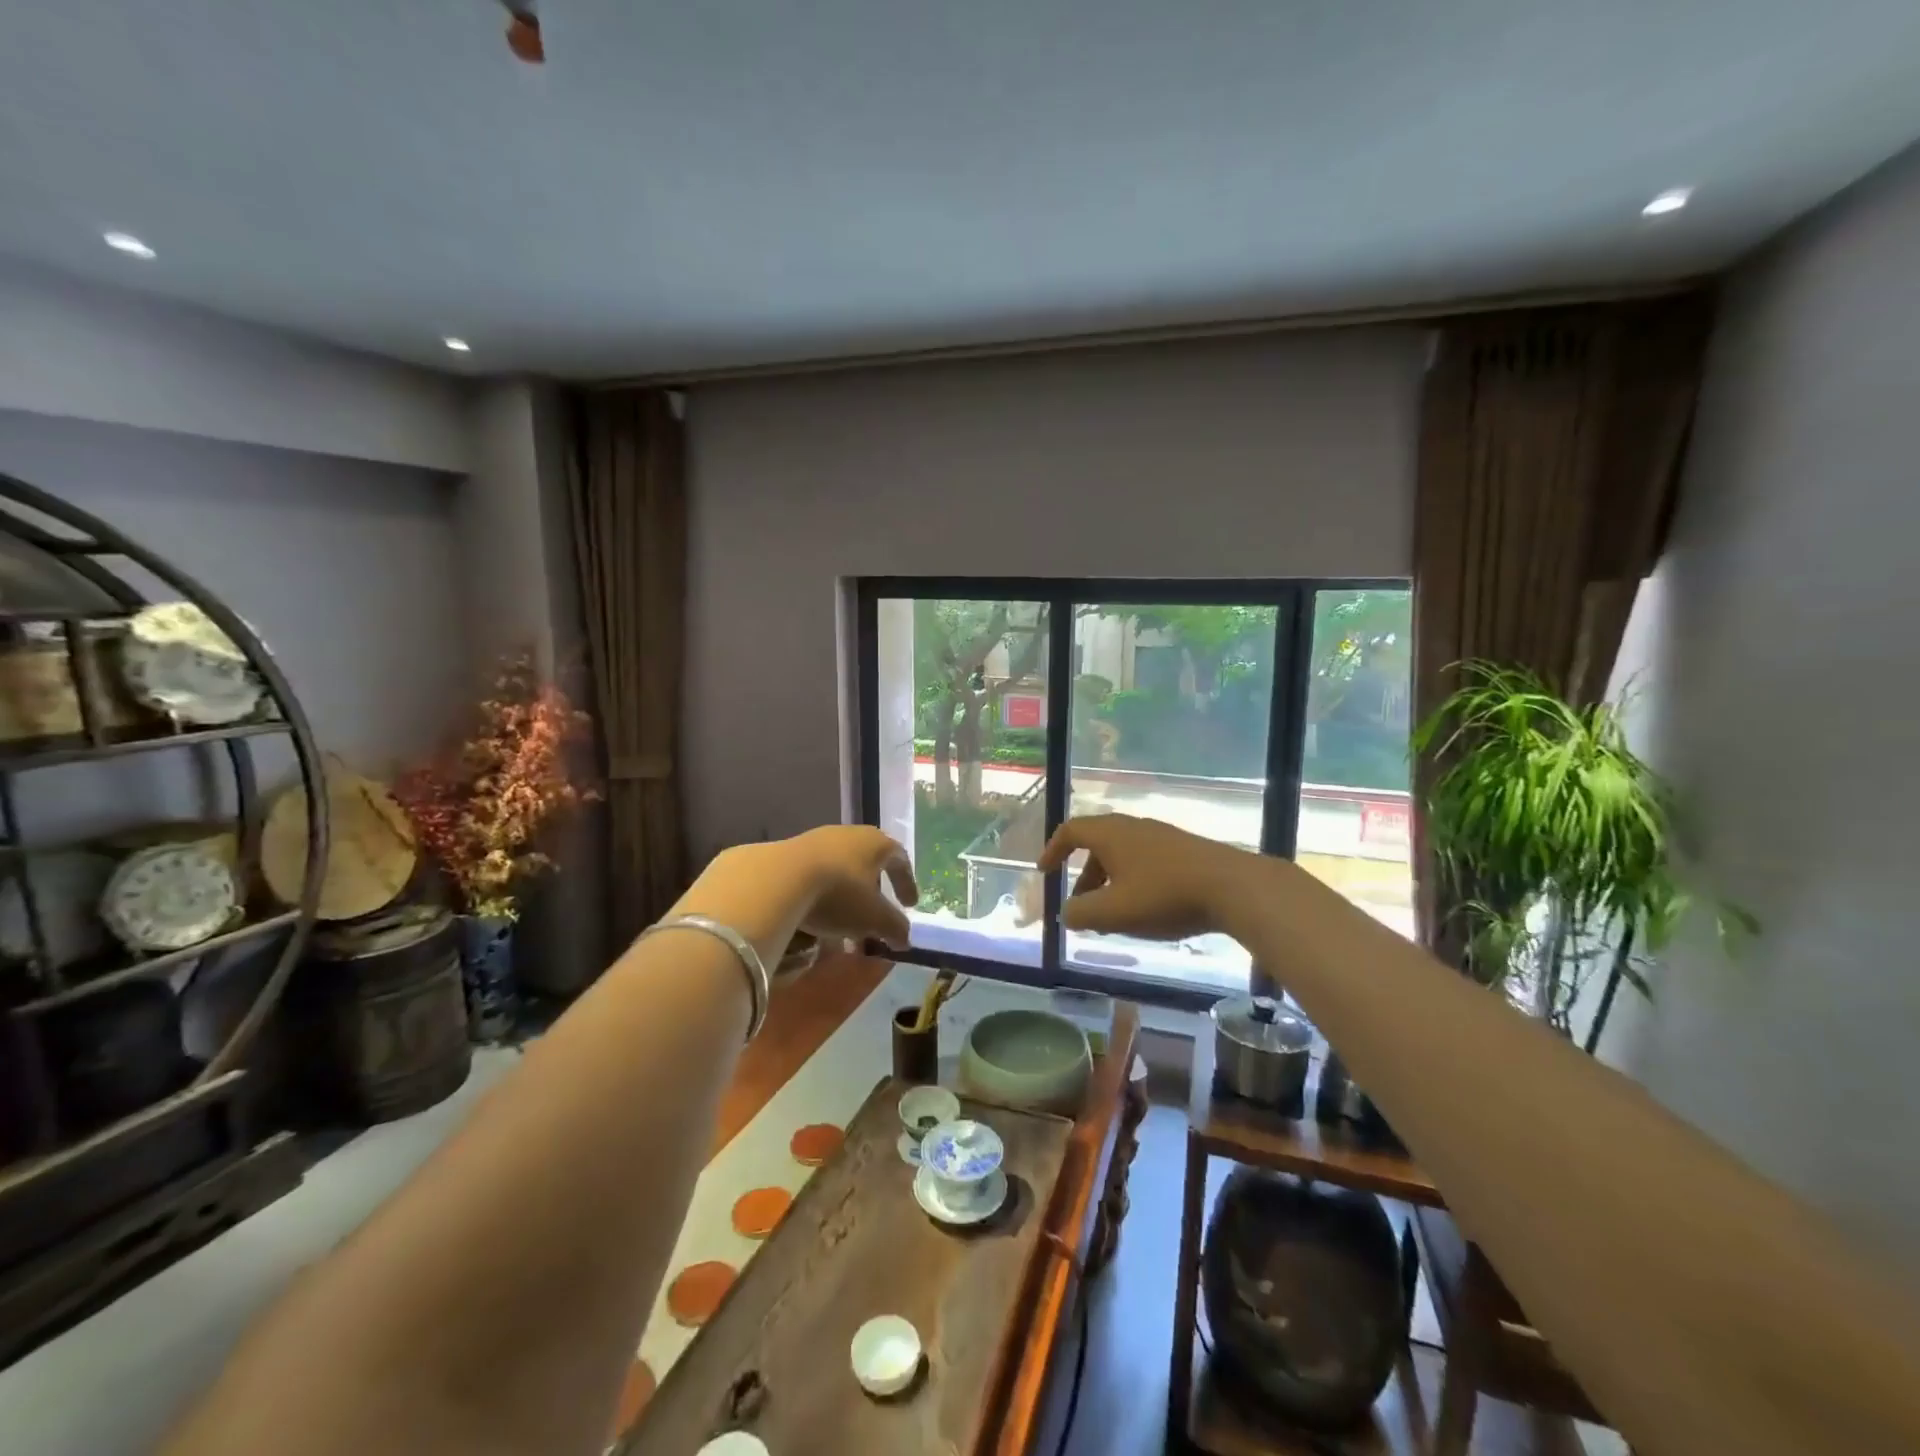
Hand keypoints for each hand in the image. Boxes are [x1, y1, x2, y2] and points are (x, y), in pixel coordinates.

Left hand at [785, 825, 918, 946]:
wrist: (778, 879)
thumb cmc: (839, 894)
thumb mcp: (874, 918)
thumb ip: (895, 927)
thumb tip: (905, 939)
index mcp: (876, 843)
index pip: (900, 860)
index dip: (907, 883)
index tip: (910, 905)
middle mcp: (850, 834)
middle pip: (869, 864)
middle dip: (874, 894)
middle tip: (876, 917)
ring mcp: (818, 840)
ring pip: (841, 871)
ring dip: (847, 898)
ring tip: (844, 925)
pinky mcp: (791, 851)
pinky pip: (816, 874)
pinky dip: (823, 895)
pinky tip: (817, 916)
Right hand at [1037, 814, 1254, 941]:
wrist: (1232, 887)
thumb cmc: (1164, 896)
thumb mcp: (1113, 912)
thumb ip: (1080, 914)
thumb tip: (1066, 912)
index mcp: (1110, 833)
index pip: (1070, 830)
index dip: (1053, 850)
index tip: (1045, 873)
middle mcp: (1133, 827)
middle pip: (1097, 845)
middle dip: (1084, 877)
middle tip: (1081, 906)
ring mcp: (1161, 836)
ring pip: (1123, 856)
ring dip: (1109, 883)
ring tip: (1113, 918)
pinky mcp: (1184, 850)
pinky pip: (1145, 861)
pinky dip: (1133, 883)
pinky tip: (1146, 911)